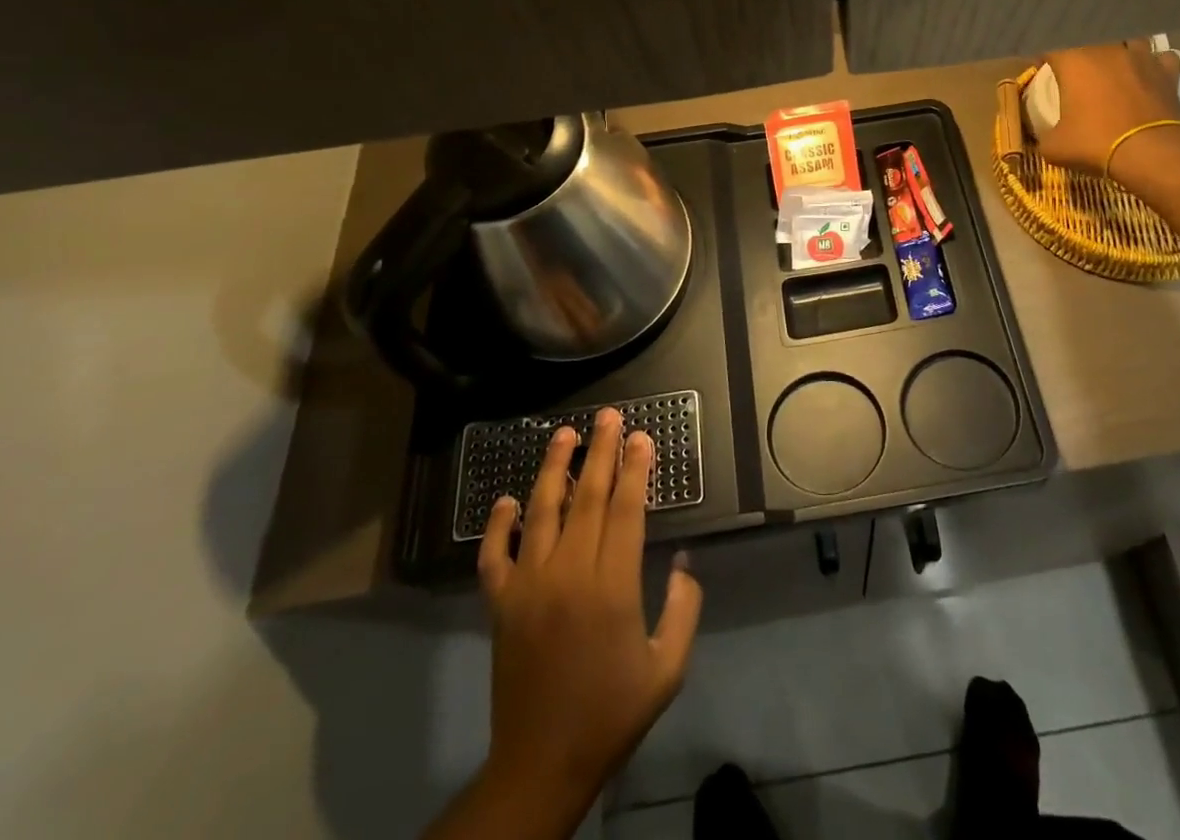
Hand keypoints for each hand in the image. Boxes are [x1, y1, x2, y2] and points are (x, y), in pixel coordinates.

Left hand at [473, 410, 702, 832]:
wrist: (542, 764)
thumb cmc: (612, 713)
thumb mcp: (668, 668)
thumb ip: (684, 608)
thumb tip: (684, 560)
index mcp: (613, 586)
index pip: (626, 509)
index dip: (636, 469)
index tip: (642, 436)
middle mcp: (569, 574)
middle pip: (587, 497)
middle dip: (601, 451)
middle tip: (608, 416)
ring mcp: (529, 586)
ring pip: (542, 512)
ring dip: (554, 468)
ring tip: (564, 434)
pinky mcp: (500, 605)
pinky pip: (495, 555)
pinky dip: (499, 525)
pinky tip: (508, 499)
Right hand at [1033, 41, 1179, 179]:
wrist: (1150, 152)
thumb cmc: (1095, 142)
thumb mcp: (1055, 147)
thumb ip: (1045, 137)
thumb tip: (1045, 140)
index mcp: (1074, 60)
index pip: (1051, 45)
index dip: (1045, 56)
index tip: (1043, 67)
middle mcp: (1107, 49)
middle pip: (1090, 37)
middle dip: (1081, 50)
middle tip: (1077, 69)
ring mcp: (1141, 57)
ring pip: (1129, 39)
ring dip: (1120, 50)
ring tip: (1115, 66)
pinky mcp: (1167, 72)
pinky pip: (1161, 58)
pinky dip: (1155, 65)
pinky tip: (1150, 76)